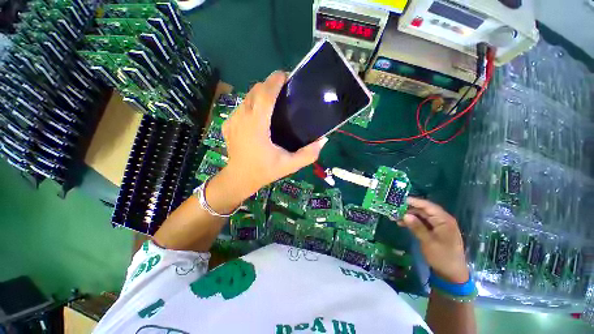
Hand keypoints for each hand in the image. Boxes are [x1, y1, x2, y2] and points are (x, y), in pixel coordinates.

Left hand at [221, 71, 326, 197]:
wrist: (239, 178)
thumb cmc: (264, 171)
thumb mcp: (289, 166)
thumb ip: (308, 155)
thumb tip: (323, 140)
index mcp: (256, 126)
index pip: (264, 95)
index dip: (275, 81)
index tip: (286, 76)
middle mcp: (242, 118)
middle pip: (255, 91)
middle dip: (269, 84)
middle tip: (284, 90)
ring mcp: (232, 120)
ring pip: (247, 97)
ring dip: (261, 93)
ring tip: (274, 100)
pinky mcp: (228, 123)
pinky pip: (242, 106)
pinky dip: (252, 103)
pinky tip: (261, 114)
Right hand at [398, 197, 468, 282]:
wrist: (452, 274)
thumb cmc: (442, 257)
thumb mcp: (428, 242)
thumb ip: (417, 227)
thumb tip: (405, 215)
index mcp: (444, 220)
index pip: (427, 206)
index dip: (413, 201)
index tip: (399, 200)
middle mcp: (441, 220)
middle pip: (423, 210)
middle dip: (408, 209)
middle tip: (394, 209)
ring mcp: (438, 225)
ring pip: (421, 216)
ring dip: (409, 215)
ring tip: (395, 217)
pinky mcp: (434, 231)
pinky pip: (422, 222)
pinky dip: (412, 222)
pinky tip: (402, 223)